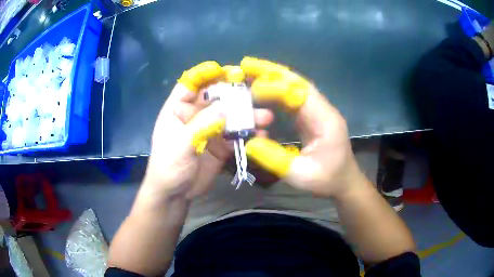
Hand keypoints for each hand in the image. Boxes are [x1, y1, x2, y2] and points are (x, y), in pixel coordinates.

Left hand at [142, 61, 272, 200]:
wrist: (174, 195)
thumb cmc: (168, 167)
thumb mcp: (181, 145)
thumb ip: (201, 125)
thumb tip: (225, 108)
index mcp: (177, 110)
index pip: (189, 85)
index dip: (204, 74)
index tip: (222, 70)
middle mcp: (194, 116)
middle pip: (214, 98)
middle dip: (233, 94)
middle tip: (253, 90)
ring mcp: (208, 131)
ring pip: (229, 117)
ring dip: (246, 116)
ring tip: (264, 117)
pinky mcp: (220, 146)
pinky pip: (235, 136)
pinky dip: (248, 135)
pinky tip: (260, 134)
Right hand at [242, 57, 367, 197]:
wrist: (345, 182)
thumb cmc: (327, 180)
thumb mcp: (300, 175)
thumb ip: (274, 159)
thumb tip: (248, 142)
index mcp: (325, 120)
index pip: (299, 93)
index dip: (275, 88)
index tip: (251, 90)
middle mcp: (323, 109)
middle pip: (297, 82)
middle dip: (271, 71)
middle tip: (246, 64)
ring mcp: (318, 111)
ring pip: (295, 86)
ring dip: (273, 77)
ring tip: (250, 71)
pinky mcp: (312, 116)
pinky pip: (293, 97)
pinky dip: (276, 90)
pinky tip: (262, 89)